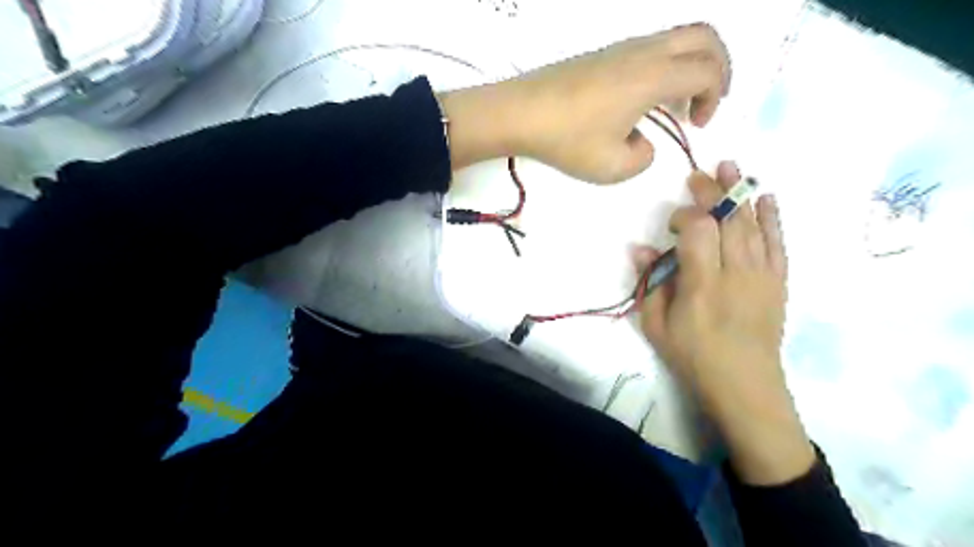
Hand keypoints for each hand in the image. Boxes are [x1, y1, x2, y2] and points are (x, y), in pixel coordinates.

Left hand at [442, 23, 730, 182]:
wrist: (519, 113)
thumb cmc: (567, 139)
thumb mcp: (611, 167)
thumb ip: (642, 158)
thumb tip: (643, 143)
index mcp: (652, 77)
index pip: (708, 70)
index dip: (716, 96)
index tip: (697, 125)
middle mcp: (643, 52)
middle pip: (703, 36)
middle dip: (718, 66)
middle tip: (707, 100)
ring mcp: (620, 48)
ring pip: (675, 38)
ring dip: (689, 65)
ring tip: (676, 103)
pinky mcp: (602, 54)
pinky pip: (649, 48)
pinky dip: (664, 66)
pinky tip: (642, 100)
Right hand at [641, 159, 815, 481]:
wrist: (744, 384)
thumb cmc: (693, 356)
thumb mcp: (656, 325)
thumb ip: (650, 283)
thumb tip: (640, 248)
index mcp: (702, 284)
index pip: (698, 231)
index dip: (685, 215)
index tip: (674, 223)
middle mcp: (736, 273)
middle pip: (728, 219)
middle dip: (714, 191)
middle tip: (702, 172)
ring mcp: (762, 275)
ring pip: (753, 225)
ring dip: (742, 194)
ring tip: (733, 167)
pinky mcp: (778, 282)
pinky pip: (778, 243)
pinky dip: (773, 218)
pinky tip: (767, 199)